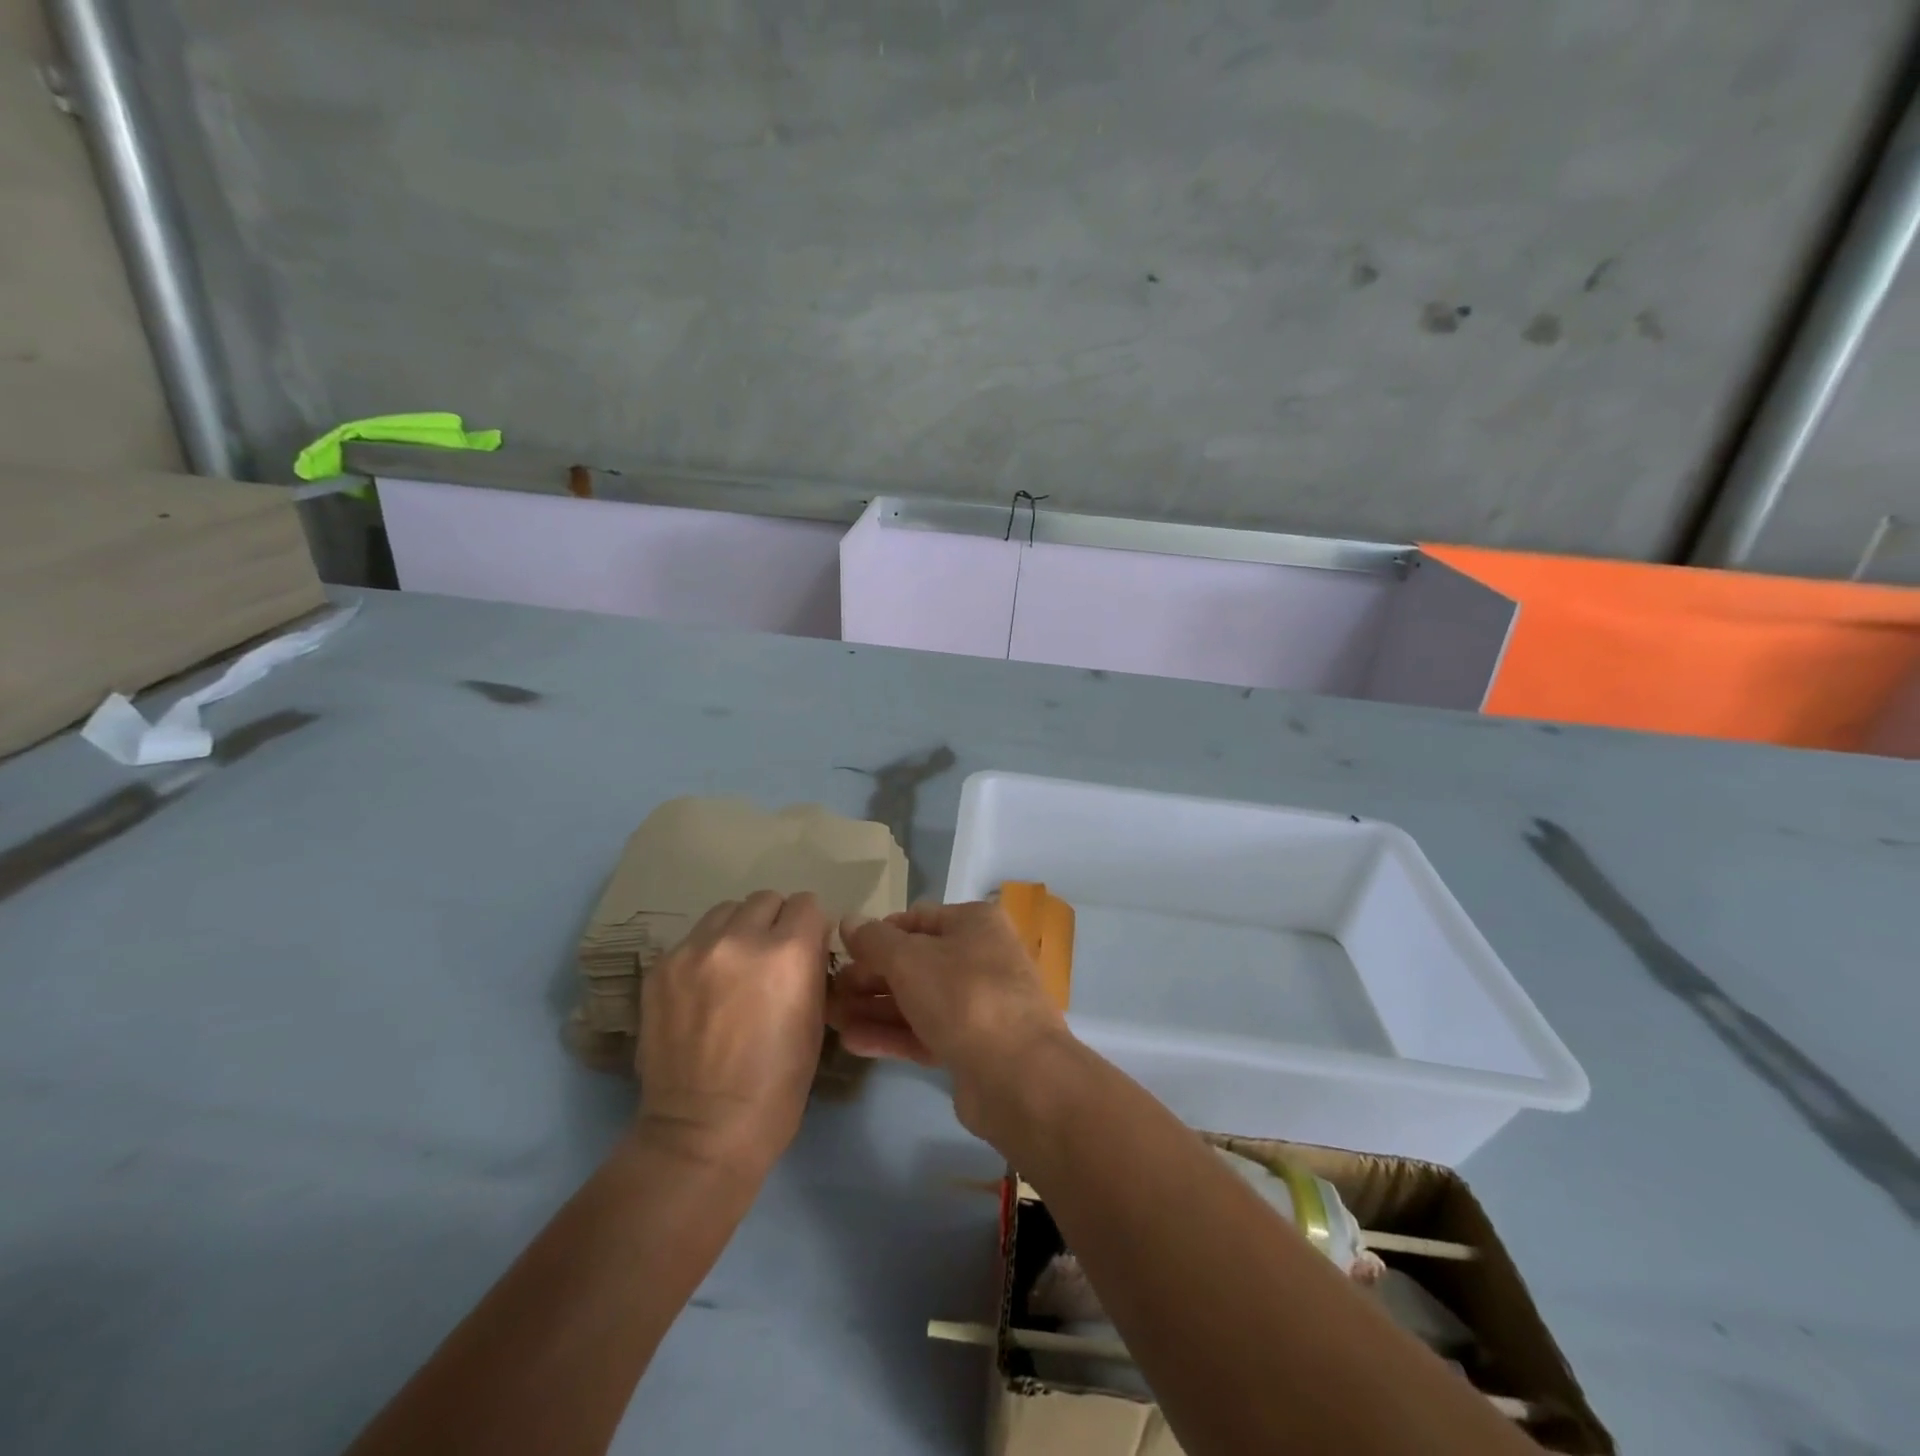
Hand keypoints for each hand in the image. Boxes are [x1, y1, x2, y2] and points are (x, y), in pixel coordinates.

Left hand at [634, 891, 828, 1175]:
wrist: (703, 1131)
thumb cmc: (777, 1086)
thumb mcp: (815, 1021)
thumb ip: (809, 968)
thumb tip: (805, 943)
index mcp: (788, 952)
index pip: (807, 903)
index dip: (810, 925)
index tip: (806, 947)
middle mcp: (740, 938)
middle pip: (765, 899)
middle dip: (774, 922)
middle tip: (770, 958)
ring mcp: (694, 950)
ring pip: (725, 911)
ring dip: (738, 930)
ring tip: (734, 968)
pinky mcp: (660, 967)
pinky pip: (693, 939)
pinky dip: (705, 953)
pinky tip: (704, 990)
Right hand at [828, 901, 1072, 1136]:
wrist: (1018, 1075)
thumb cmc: (963, 996)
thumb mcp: (909, 959)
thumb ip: (874, 940)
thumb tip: (848, 920)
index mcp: (974, 923)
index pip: (916, 919)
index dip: (877, 934)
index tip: (842, 953)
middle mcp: (980, 957)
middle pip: (915, 960)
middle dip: (870, 975)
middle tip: (829, 991)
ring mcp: (978, 1004)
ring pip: (917, 999)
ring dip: (874, 1007)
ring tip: (830, 1018)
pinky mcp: (972, 1046)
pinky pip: (925, 1032)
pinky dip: (891, 1034)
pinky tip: (852, 1042)